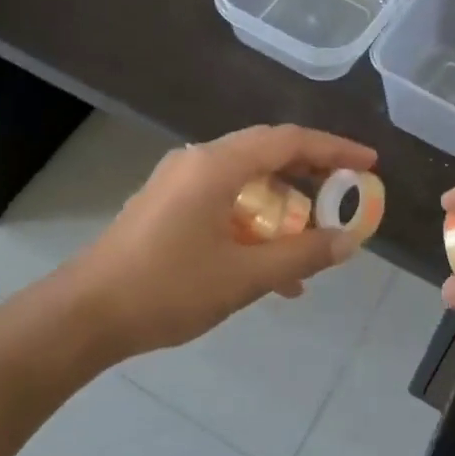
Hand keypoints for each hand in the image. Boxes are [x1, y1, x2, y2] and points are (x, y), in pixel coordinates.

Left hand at [70, 125, 375, 357]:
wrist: (85, 315)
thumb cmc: (167, 289)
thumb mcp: (244, 277)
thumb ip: (301, 256)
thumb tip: (348, 241)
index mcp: (216, 165)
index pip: (288, 140)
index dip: (334, 149)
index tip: (369, 164)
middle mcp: (197, 161)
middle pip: (267, 154)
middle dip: (310, 176)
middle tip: (344, 197)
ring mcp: (177, 182)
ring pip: (245, 182)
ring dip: (280, 209)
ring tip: (310, 247)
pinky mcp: (166, 206)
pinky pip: (222, 202)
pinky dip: (251, 224)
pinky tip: (268, 268)